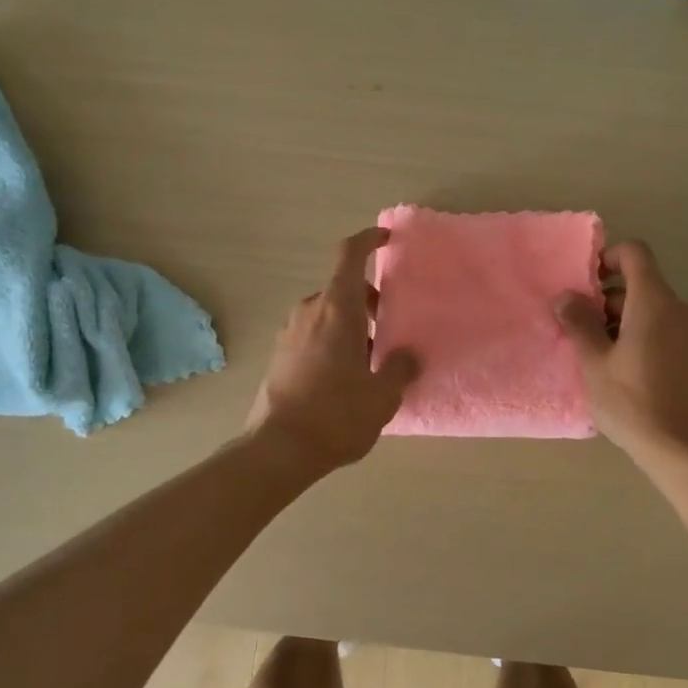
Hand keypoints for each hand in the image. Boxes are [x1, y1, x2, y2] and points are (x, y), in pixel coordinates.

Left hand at [245, 227, 419, 473]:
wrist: (278, 449)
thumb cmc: (337, 414)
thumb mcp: (382, 395)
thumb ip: (400, 368)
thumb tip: (408, 355)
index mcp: (337, 309)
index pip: (350, 255)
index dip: (368, 240)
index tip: (387, 239)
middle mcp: (309, 311)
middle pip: (342, 288)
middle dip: (368, 301)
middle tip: (390, 328)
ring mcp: (289, 332)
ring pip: (327, 313)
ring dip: (350, 324)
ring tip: (370, 359)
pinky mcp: (279, 355)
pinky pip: (312, 333)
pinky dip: (332, 339)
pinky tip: (345, 376)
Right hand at [554, 240, 687, 464]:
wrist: (678, 447)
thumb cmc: (630, 400)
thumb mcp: (594, 361)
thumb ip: (579, 322)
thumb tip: (565, 296)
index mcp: (653, 302)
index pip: (635, 253)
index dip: (607, 258)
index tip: (584, 284)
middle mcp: (676, 309)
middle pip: (640, 282)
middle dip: (606, 296)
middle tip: (578, 324)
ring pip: (649, 307)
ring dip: (619, 317)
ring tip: (592, 349)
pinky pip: (660, 328)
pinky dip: (637, 333)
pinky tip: (616, 366)